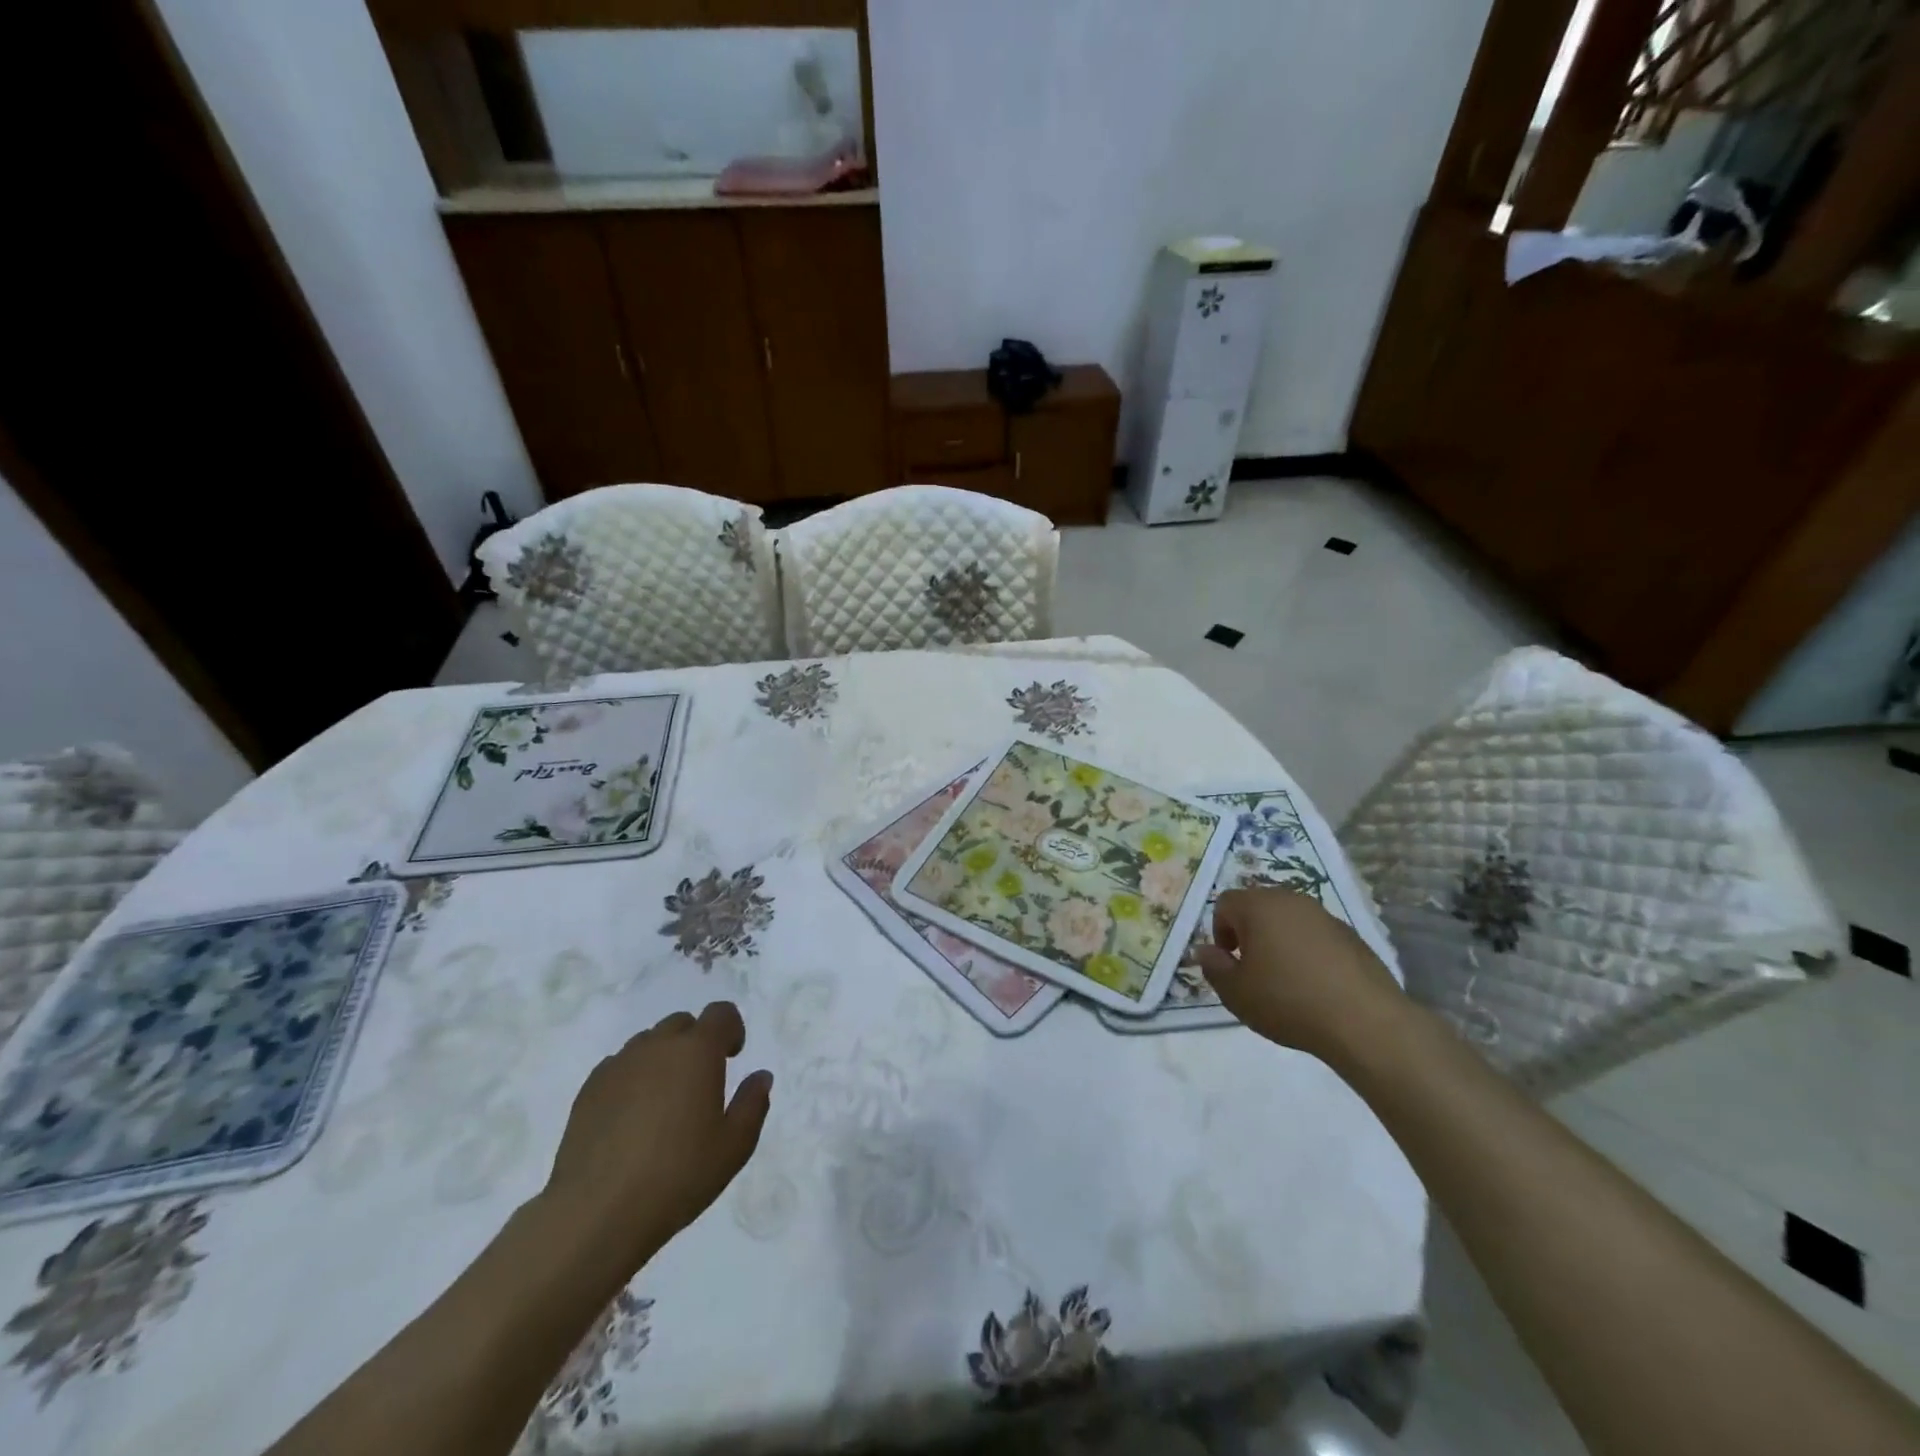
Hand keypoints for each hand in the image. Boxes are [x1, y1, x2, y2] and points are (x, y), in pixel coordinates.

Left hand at [538, 1002, 771, 1277]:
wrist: (597, 1212)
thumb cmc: (678, 1175)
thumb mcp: (734, 1146)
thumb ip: (753, 1103)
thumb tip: (760, 1076)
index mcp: (697, 1051)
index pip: (720, 1013)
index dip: (731, 1028)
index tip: (732, 1057)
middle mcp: (657, 1046)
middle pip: (682, 1024)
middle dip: (695, 1042)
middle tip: (700, 1082)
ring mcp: (618, 1065)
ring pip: (648, 1043)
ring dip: (662, 1059)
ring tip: (663, 1103)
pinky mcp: (588, 1089)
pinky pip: (618, 1066)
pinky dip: (632, 1078)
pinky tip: (631, 1118)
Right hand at [1193, 887, 1404, 1061]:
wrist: (1365, 1022)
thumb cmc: (1288, 1001)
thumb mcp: (1235, 992)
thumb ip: (1213, 966)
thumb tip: (1205, 950)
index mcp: (1259, 906)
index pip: (1225, 903)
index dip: (1219, 931)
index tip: (1230, 962)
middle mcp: (1291, 900)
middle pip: (1258, 906)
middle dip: (1249, 933)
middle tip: (1253, 970)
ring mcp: (1325, 916)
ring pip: (1289, 920)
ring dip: (1279, 941)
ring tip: (1286, 980)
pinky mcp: (1352, 935)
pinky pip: (1316, 936)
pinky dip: (1308, 952)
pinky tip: (1316, 986)